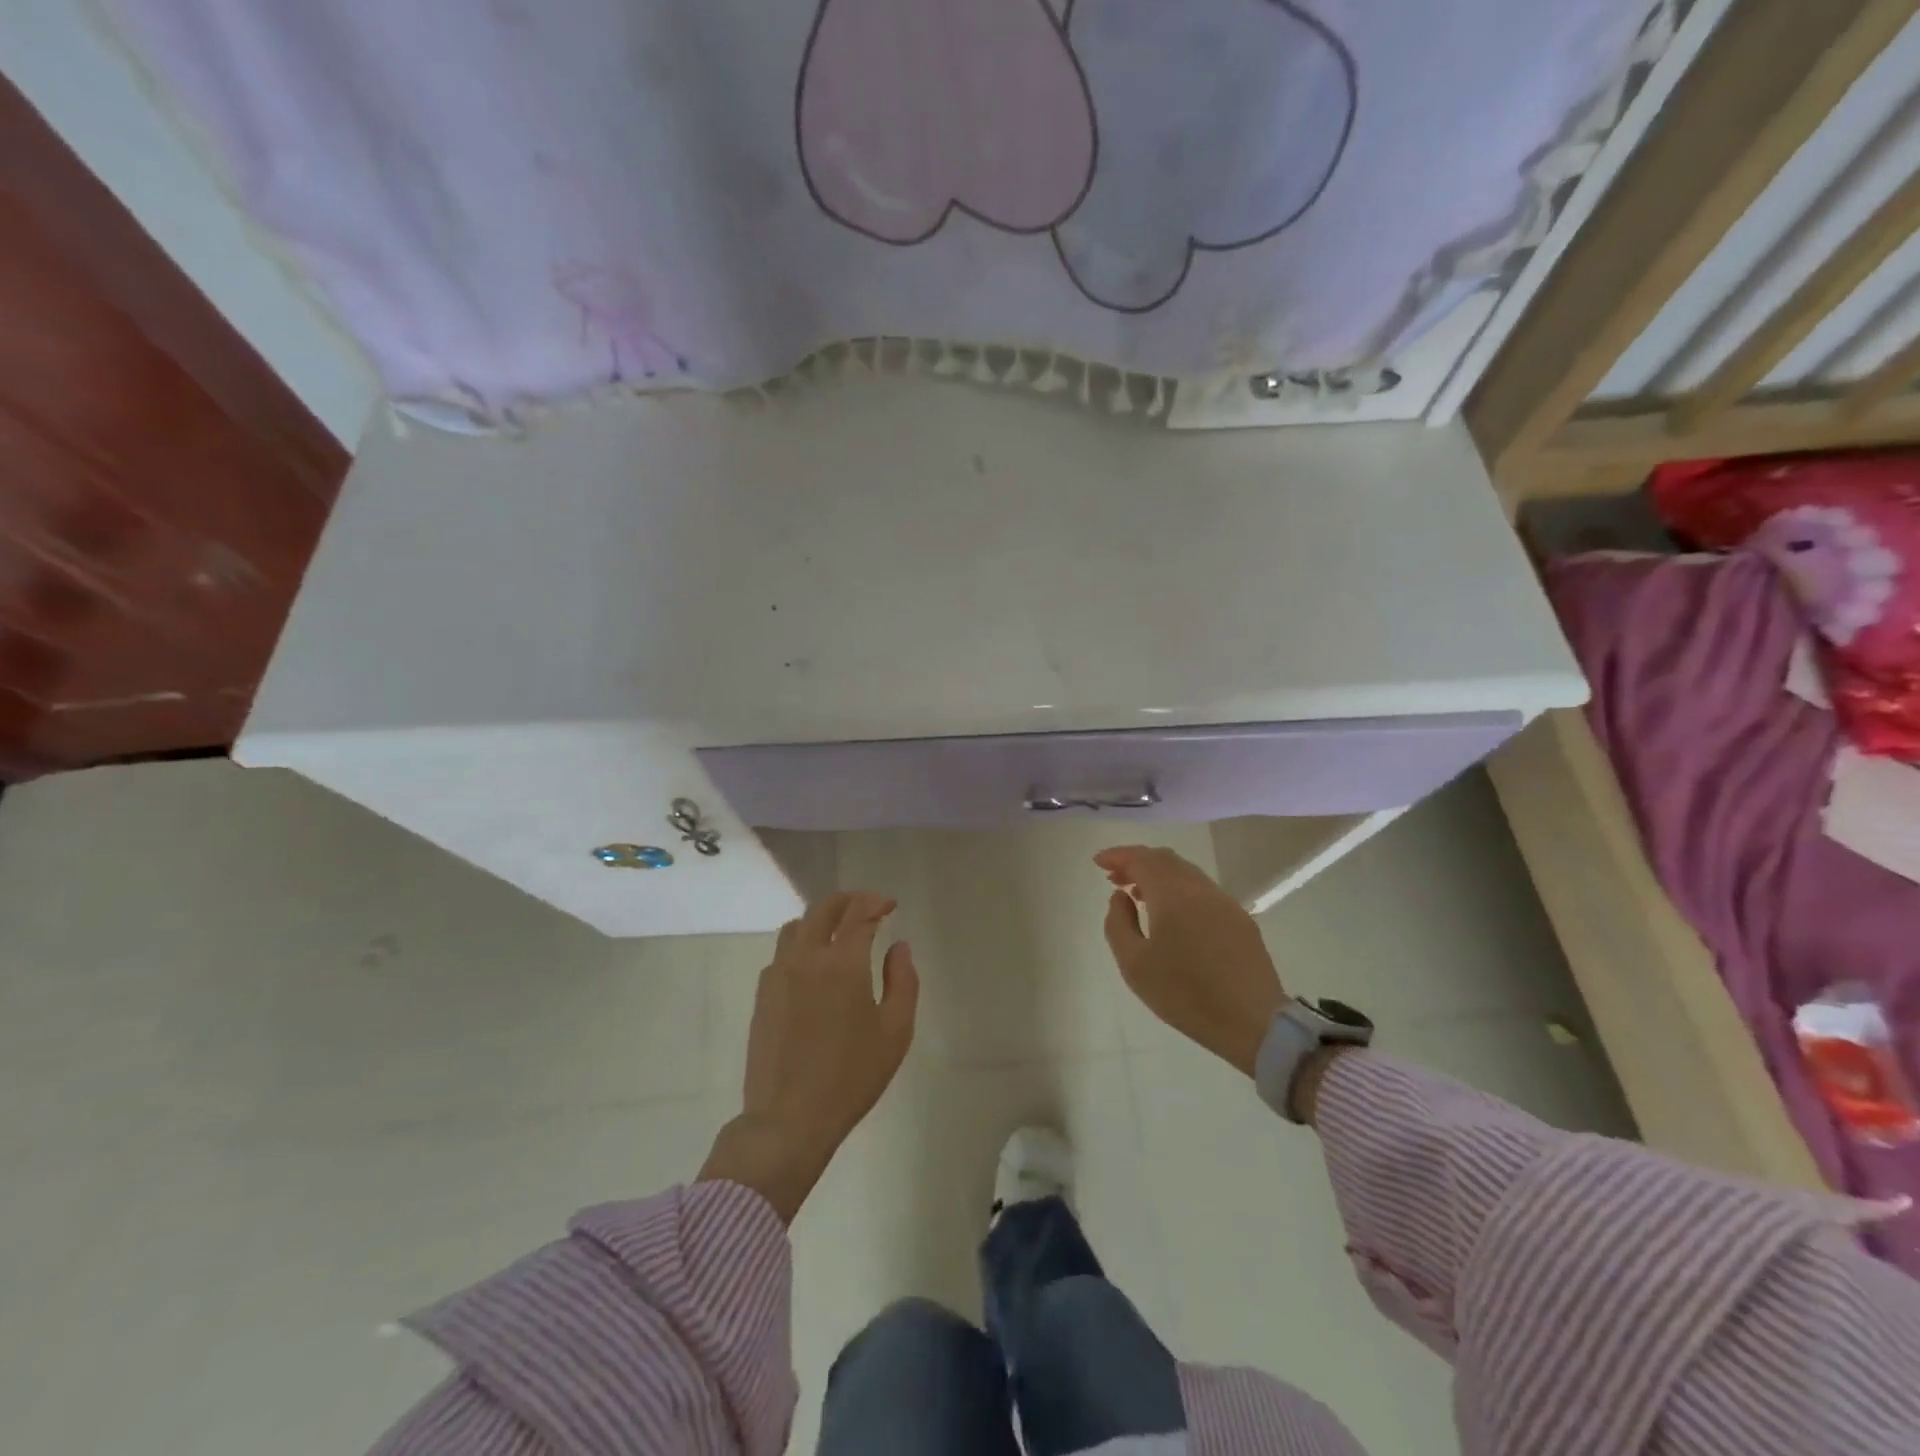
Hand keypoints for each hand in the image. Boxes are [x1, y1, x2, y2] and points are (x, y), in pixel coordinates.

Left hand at [699, 892, 918, 1221]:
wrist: (789, 1118)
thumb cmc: (851, 1077)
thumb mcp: (895, 1032)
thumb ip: (902, 981)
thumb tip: (898, 947)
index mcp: (843, 963)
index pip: (858, 913)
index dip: (876, 902)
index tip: (890, 906)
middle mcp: (807, 958)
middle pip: (823, 909)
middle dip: (848, 900)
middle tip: (867, 907)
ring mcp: (779, 974)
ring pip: (797, 926)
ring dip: (821, 919)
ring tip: (838, 932)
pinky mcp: (762, 994)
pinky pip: (782, 952)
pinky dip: (801, 943)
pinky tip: (814, 965)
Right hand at [1094, 846, 1287, 1077]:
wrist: (1252, 1022)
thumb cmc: (1184, 995)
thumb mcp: (1134, 965)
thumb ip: (1118, 923)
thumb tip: (1121, 896)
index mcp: (1172, 895)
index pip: (1141, 859)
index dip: (1118, 856)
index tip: (1098, 862)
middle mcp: (1200, 889)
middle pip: (1165, 859)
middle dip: (1137, 861)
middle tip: (1114, 877)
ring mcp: (1224, 902)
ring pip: (1186, 872)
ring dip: (1158, 875)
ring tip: (1138, 894)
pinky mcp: (1240, 919)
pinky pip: (1202, 890)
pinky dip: (1179, 889)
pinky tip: (1172, 913)